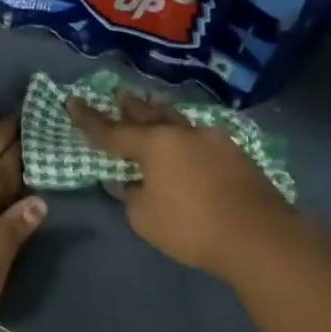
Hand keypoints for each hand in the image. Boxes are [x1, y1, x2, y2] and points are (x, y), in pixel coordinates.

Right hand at [68, 93, 299, 282]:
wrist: (258, 236)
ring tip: (153, 106)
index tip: (72, 101)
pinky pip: (201, 137)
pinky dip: (186, 136)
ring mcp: (214, 140)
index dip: (89, 119)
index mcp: (155, 145)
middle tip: (119, 95)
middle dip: (131, 107)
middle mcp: (183, 134)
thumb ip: (132, 195)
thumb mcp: (145, 218)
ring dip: (162, 114)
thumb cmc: (191, 227)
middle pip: (150, 115)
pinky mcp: (236, 155)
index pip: (112, 131)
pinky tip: (188, 140)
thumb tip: (131, 182)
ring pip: (180, 121)